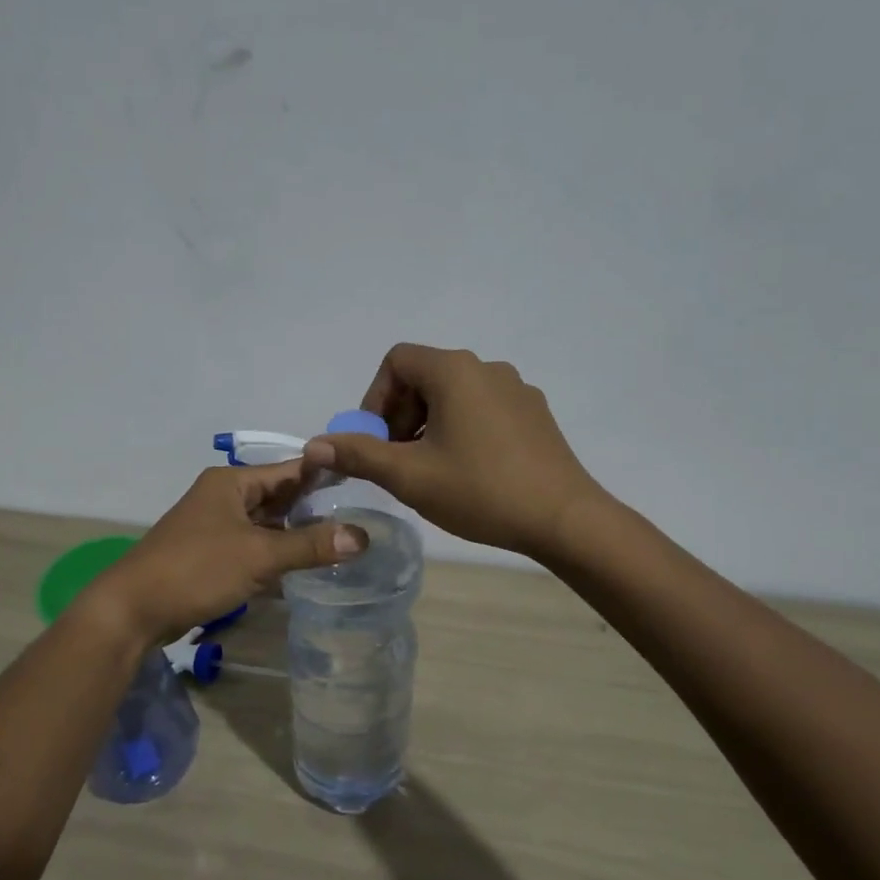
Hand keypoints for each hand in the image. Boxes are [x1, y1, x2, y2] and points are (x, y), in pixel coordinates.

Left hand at [86, 461, 366, 642]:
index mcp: (231, 483)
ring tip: (340, 541)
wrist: (134, 609)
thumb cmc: (197, 569)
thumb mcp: (259, 555)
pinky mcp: (209, 555)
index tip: (362, 481)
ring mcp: (214, 526)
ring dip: (295, 534)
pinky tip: (302, 567)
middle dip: (313, 508)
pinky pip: (252, 547)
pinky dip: (274, 554)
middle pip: (278, 497)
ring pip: (265, 524)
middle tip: (360, 515)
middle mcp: (223, 497)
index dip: (323, 475)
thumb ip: (311, 545)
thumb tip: (363, 536)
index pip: (288, 470)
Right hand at [302, 344, 602, 558]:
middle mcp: (487, 368)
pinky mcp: (535, 414)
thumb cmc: (480, 490)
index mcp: (454, 371)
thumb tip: (315, 444)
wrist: (564, 519)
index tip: (376, 440)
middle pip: (425, 376)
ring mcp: (517, 390)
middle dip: (400, 414)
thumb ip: (358, 454)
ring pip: (455, 395)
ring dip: (429, 424)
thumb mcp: (409, 475)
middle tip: (397, 459)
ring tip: (430, 470)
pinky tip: (468, 471)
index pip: (397, 361)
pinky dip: (461, 429)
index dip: (375, 399)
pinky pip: (484, 409)